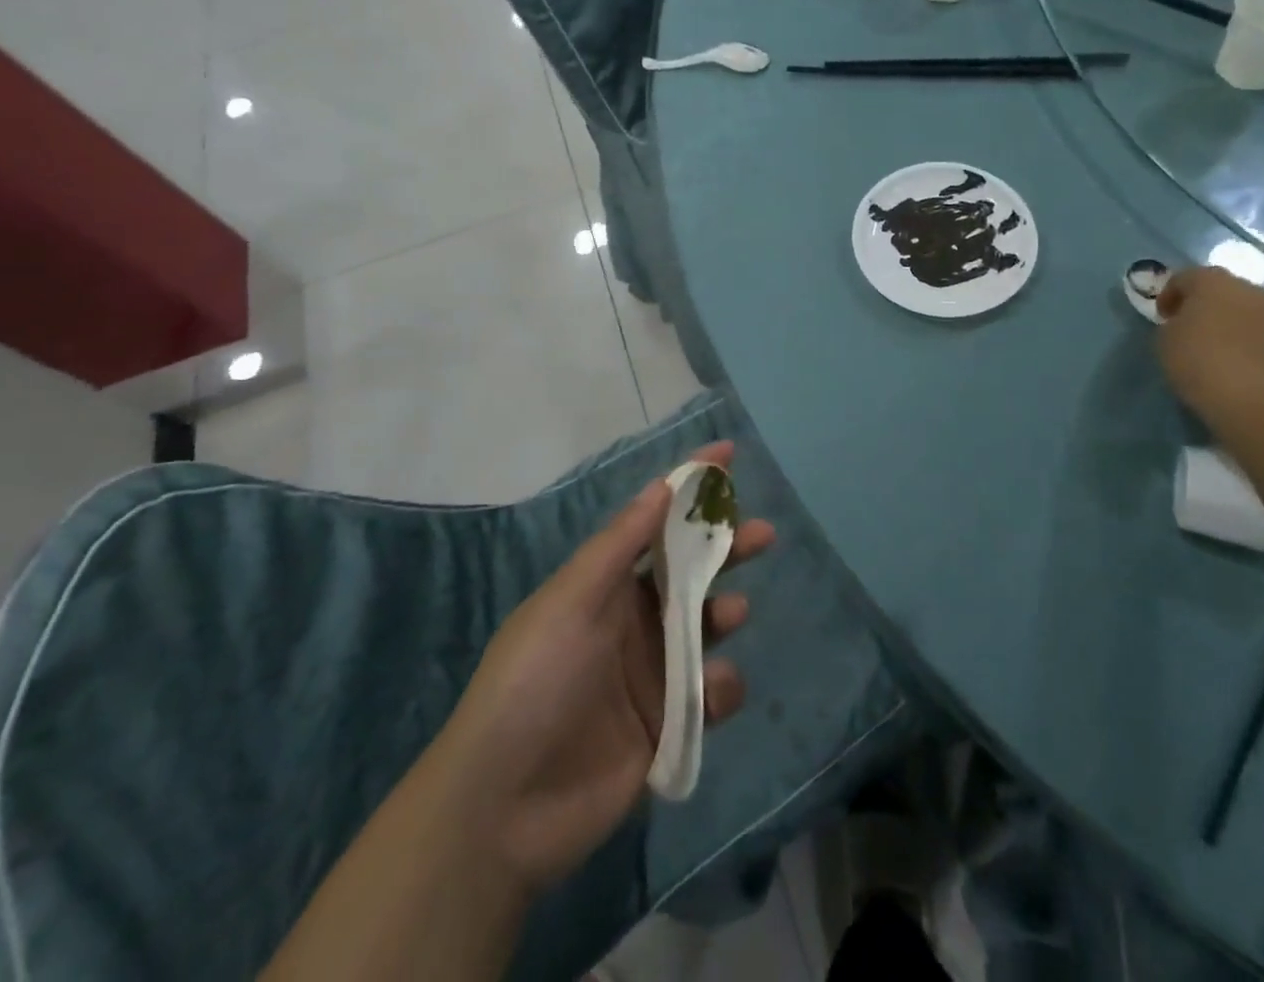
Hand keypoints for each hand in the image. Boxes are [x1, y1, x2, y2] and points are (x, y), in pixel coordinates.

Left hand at [431, 442, 774, 898]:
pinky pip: (709, 694)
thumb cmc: (535, 681)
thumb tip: (661, 485)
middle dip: (724, 547)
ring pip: (705, 628)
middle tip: (760, 534)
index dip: (689, 488)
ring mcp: (650, 674)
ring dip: (724, 613)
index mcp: (604, 586)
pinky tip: (713, 694)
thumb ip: (620, 545)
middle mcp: (631, 621)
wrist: (503, 808)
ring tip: (732, 613)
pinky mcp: (667, 726)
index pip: (654, 523)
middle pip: (690, 572)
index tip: (727, 455)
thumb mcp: (571, 600)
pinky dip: (721, 688)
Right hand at [1156, 266, 1263, 424]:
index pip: (1184, 277)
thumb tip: (1185, 323)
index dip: (1168, 295)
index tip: (1161, 317)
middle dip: (1202, 303)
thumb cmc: (1197, 359)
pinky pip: (1261, 330)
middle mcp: (1248, 288)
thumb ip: (1173, 322)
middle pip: (1219, 288)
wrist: (1251, 397)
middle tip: (1187, 325)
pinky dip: (1247, 338)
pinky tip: (1235, 359)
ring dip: (1228, 319)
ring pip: (1244, 308)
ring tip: (1213, 344)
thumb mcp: (1165, 339)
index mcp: (1212, 281)